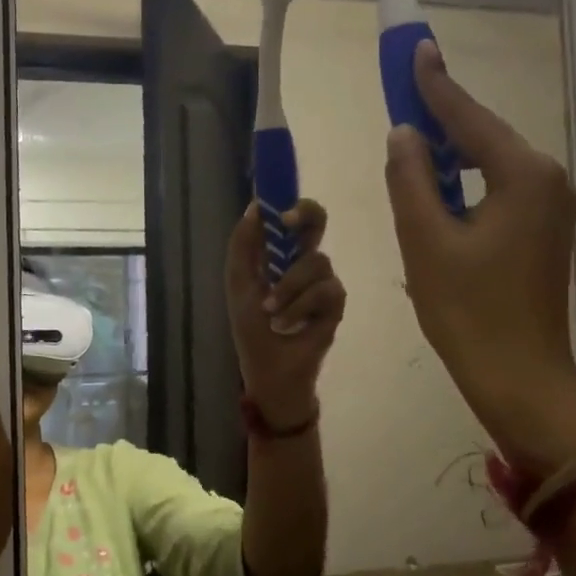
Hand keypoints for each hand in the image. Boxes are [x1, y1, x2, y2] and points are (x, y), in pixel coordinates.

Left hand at [225, 199, 346, 429]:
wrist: (270, 370)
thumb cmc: (252, 330)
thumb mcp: (239, 285)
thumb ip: (243, 246)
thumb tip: (254, 207)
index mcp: (279, 255)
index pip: (291, 218)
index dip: (288, 204)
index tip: (276, 207)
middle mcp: (304, 262)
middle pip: (317, 222)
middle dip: (306, 216)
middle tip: (288, 224)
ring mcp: (323, 282)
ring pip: (316, 262)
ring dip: (288, 288)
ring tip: (271, 313)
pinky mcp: (336, 304)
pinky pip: (325, 290)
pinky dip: (301, 307)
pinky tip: (289, 324)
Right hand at [384, 41, 575, 472]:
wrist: (518, 377)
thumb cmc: (467, 310)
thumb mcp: (425, 240)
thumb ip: (411, 178)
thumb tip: (405, 134)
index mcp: (525, 175)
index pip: (470, 118)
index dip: (436, 85)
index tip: (416, 49)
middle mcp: (550, 181)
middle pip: (486, 138)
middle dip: (444, 120)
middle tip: (404, 100)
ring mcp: (554, 209)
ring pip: (493, 167)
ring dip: (453, 157)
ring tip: (413, 148)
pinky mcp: (546, 234)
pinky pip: (501, 192)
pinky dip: (468, 185)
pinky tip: (440, 193)